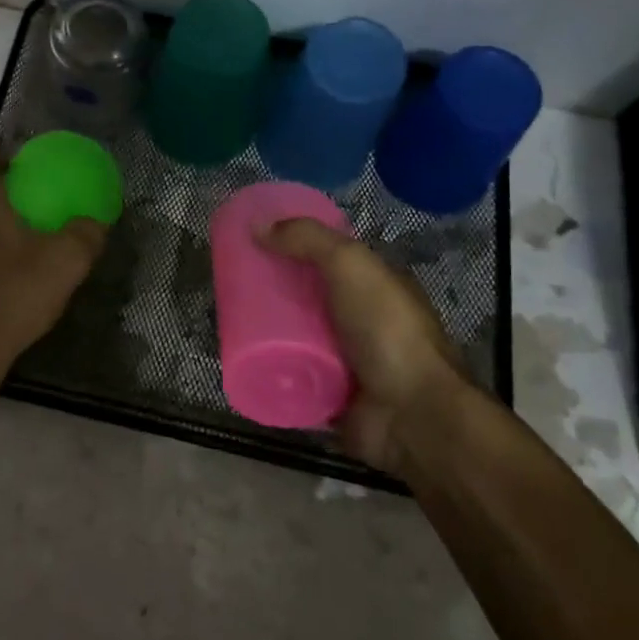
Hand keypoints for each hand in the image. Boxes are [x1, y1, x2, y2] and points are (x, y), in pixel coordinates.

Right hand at [258, 219, 472, 471]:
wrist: (410, 414)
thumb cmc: (385, 329)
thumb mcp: (350, 265)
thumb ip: (308, 239)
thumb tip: (258, 226)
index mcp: (376, 286)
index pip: (331, 259)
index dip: (297, 246)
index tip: (258, 241)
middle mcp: (363, 321)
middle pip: (309, 298)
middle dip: (275, 290)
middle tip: (233, 282)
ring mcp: (348, 362)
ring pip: (297, 338)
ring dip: (268, 331)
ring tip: (228, 318)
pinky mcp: (329, 397)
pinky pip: (291, 378)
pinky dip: (269, 371)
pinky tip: (239, 358)